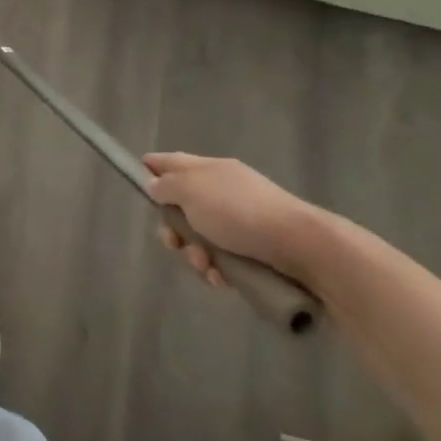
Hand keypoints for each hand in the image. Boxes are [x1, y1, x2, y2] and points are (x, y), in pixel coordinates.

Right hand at [142, 152, 318, 287]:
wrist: (301, 246)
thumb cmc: (238, 211)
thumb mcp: (190, 191)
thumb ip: (165, 186)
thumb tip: (154, 184)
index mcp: (208, 169)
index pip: (171, 161)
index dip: (152, 168)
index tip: (139, 183)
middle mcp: (222, 190)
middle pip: (182, 206)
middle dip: (174, 229)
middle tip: (174, 243)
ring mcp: (240, 220)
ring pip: (201, 237)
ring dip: (195, 254)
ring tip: (206, 267)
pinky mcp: (255, 248)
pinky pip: (224, 257)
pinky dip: (218, 269)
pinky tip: (222, 279)